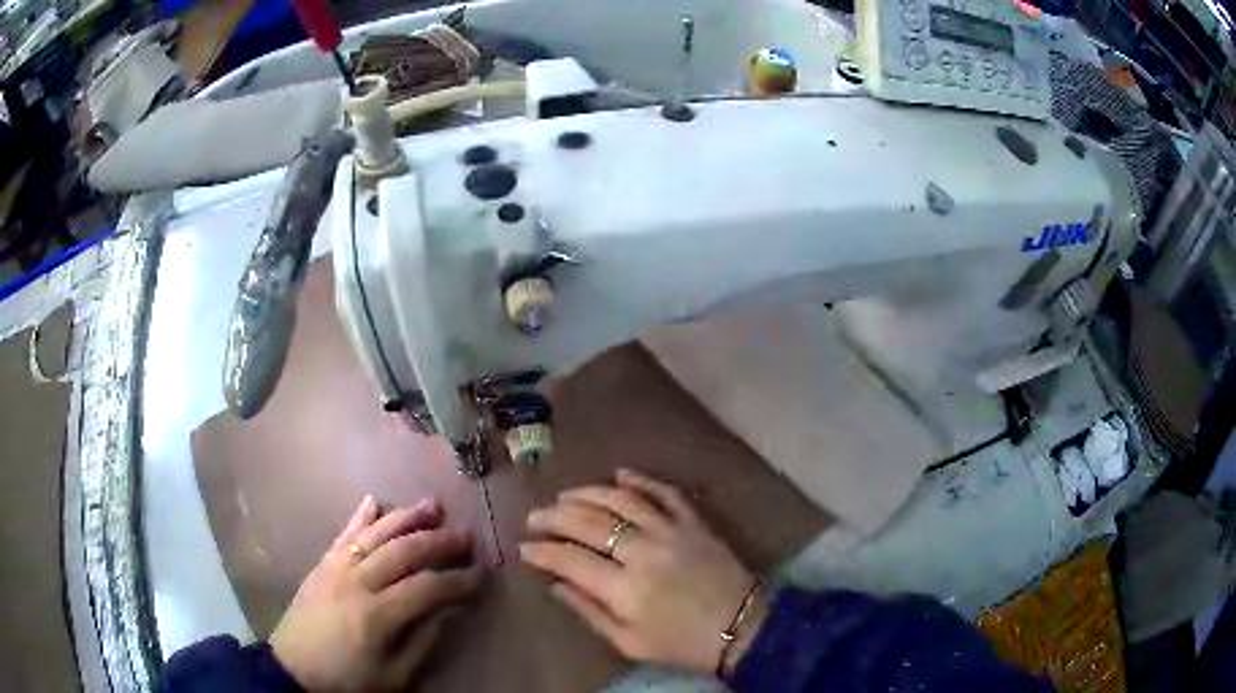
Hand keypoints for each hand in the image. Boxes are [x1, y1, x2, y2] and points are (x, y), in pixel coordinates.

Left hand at [270, 495, 481, 691]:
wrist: (294, 668)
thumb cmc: (348, 678)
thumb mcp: (394, 675)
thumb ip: (423, 641)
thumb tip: (450, 610)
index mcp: (377, 614)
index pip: (427, 587)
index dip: (457, 580)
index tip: (481, 573)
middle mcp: (357, 582)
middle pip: (404, 551)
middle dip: (439, 541)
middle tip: (465, 536)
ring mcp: (337, 567)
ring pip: (376, 533)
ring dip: (406, 517)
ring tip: (432, 506)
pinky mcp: (322, 564)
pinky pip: (344, 533)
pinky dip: (361, 515)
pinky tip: (375, 500)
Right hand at [521, 469, 767, 675]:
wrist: (741, 626)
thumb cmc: (681, 643)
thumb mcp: (629, 642)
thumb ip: (589, 612)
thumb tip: (555, 585)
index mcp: (625, 588)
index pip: (570, 559)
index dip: (542, 551)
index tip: (524, 547)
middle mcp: (644, 551)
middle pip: (588, 522)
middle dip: (554, 517)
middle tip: (535, 516)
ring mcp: (671, 531)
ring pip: (620, 499)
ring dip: (587, 492)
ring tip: (564, 495)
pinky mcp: (694, 521)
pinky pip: (664, 492)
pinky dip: (641, 480)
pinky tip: (620, 473)